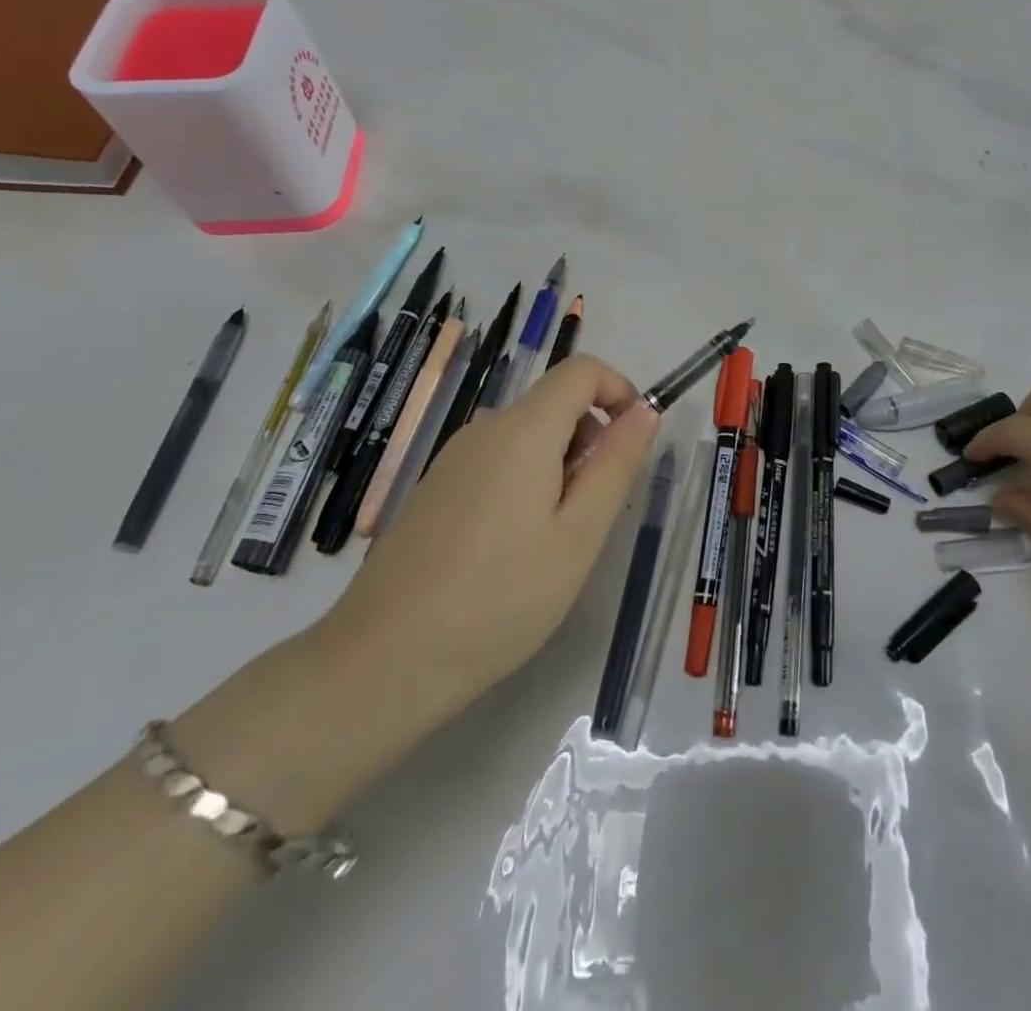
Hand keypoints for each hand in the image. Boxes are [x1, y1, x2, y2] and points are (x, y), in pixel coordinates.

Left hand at [319, 355, 660, 745]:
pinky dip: (526, 484)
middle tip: (590, 517)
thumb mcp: (579, 535)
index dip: (619, 392)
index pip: (581, 370)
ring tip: (551, 543)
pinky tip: (511, 552)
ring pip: (528, 436)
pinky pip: (498, 462)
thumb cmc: (501, 598)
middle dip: (591, 442)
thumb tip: (644, 411)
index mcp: (523, 430)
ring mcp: (453, 459)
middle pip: (556, 404)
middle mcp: (484, 429)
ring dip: (560, 469)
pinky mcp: (436, 488)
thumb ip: (616, 465)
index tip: (632, 447)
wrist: (385, 659)